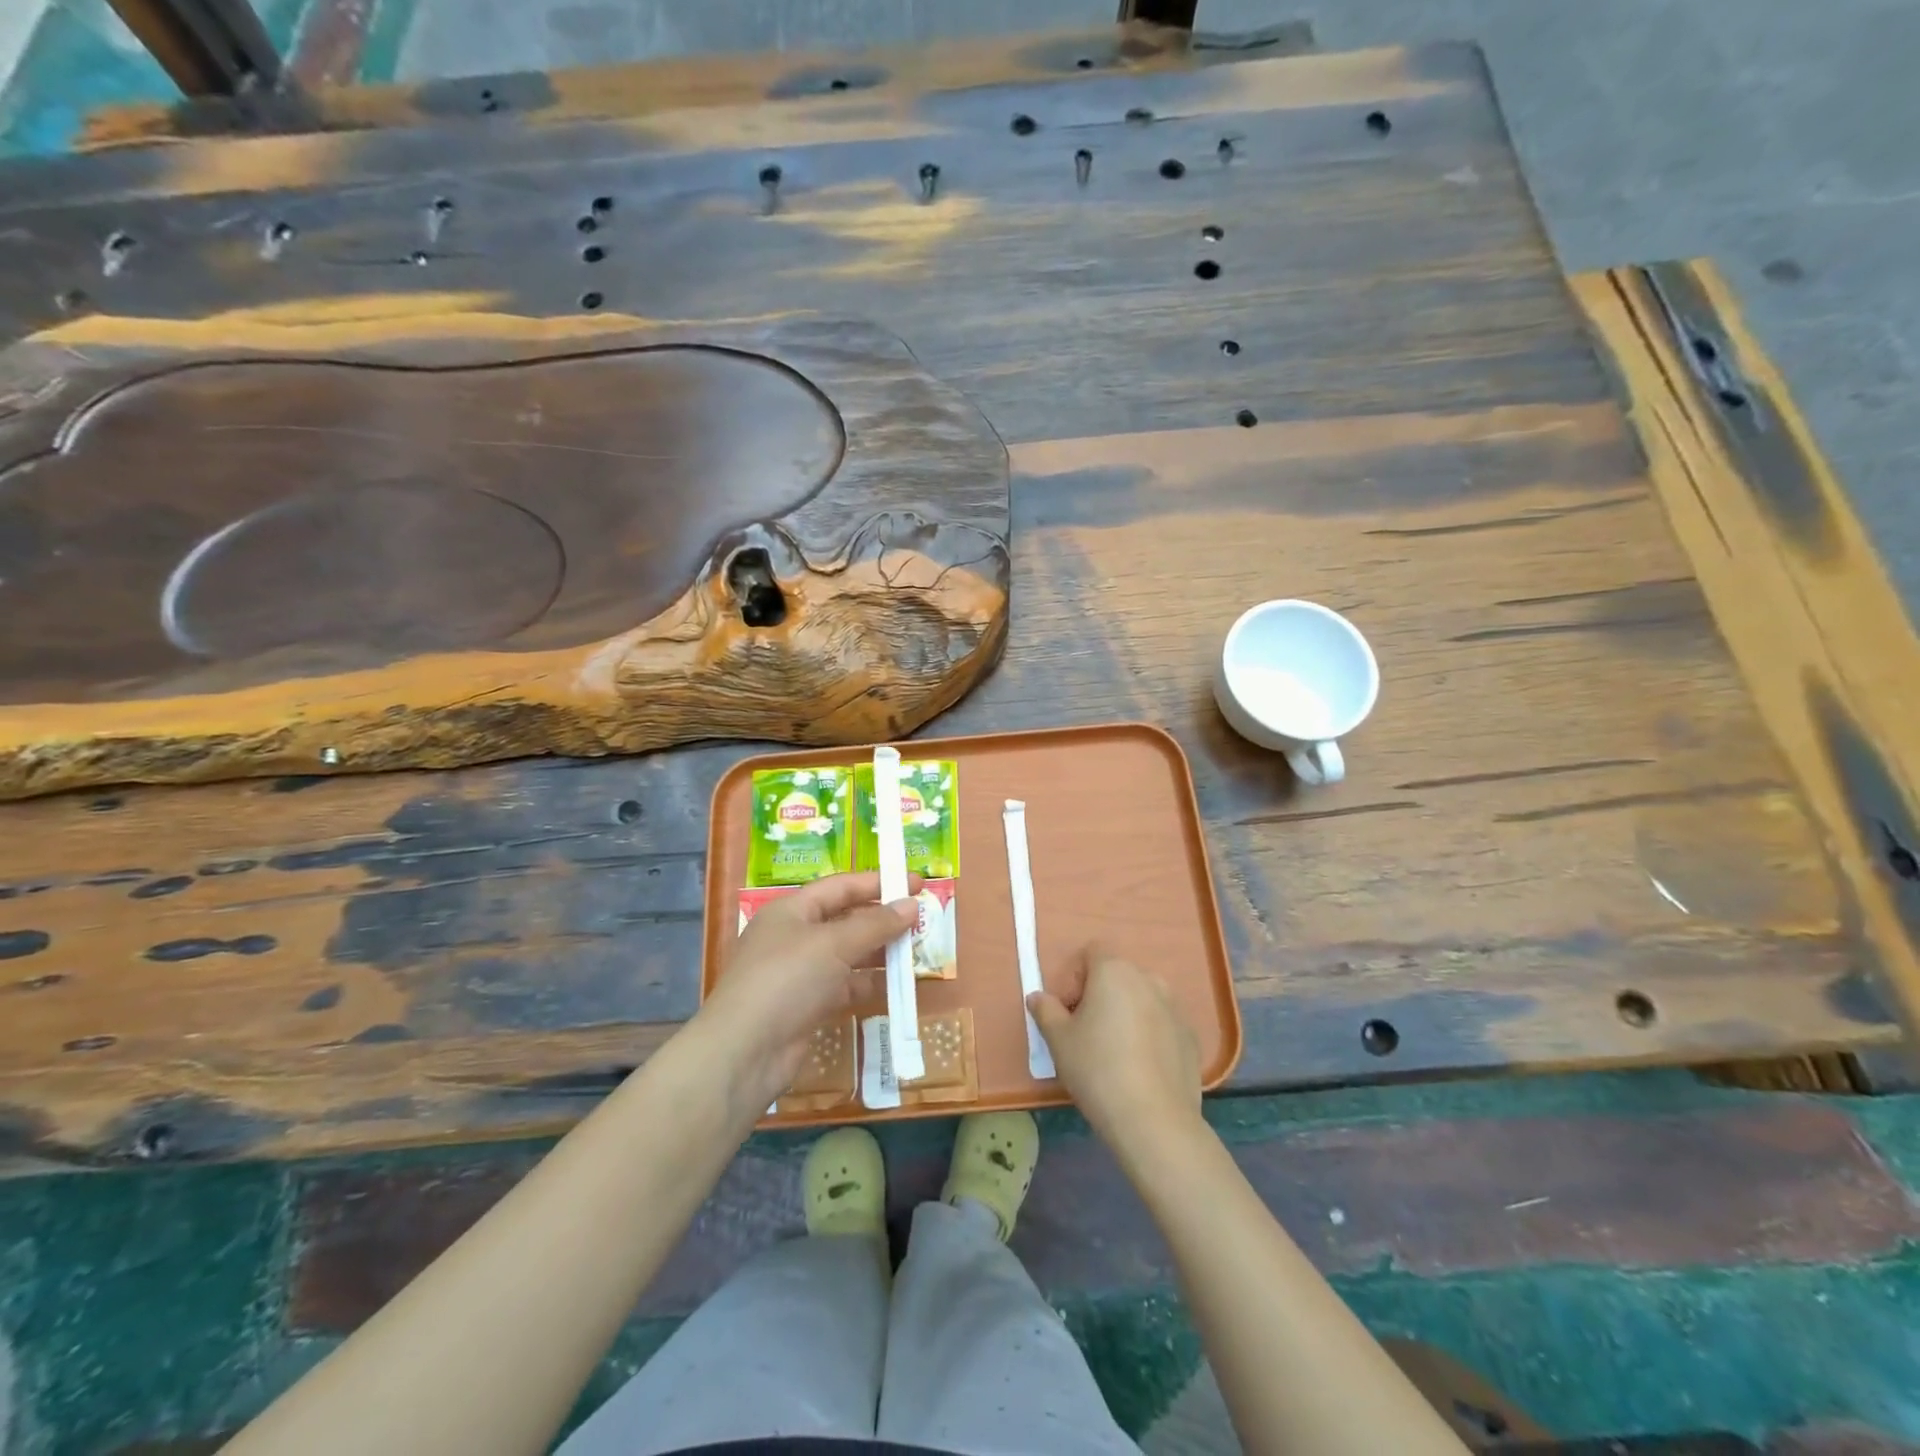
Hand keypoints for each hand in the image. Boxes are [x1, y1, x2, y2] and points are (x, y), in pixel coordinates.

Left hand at [699, 871, 917, 1109]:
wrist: (744, 1052)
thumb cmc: (787, 980)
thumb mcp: (834, 944)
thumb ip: (876, 924)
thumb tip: (911, 905)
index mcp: (791, 911)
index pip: (841, 886)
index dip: (878, 882)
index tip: (916, 882)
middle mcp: (793, 937)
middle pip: (845, 919)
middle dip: (882, 918)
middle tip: (921, 919)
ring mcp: (798, 974)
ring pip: (847, 954)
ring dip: (878, 952)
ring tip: (915, 950)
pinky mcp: (805, 1007)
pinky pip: (844, 986)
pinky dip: (867, 984)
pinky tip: (893, 986)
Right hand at [1029, 948, 1201, 1151]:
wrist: (1154, 1120)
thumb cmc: (1097, 1069)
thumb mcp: (1059, 1040)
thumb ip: (1046, 1011)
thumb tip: (1038, 997)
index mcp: (1115, 971)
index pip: (1091, 953)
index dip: (1073, 976)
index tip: (1066, 1010)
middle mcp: (1149, 980)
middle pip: (1116, 976)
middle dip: (1098, 996)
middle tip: (1084, 1032)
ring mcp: (1175, 1008)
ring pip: (1141, 1000)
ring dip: (1125, 1014)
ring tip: (1113, 1053)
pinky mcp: (1191, 1038)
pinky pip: (1161, 1025)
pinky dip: (1148, 1036)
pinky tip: (1139, 1070)